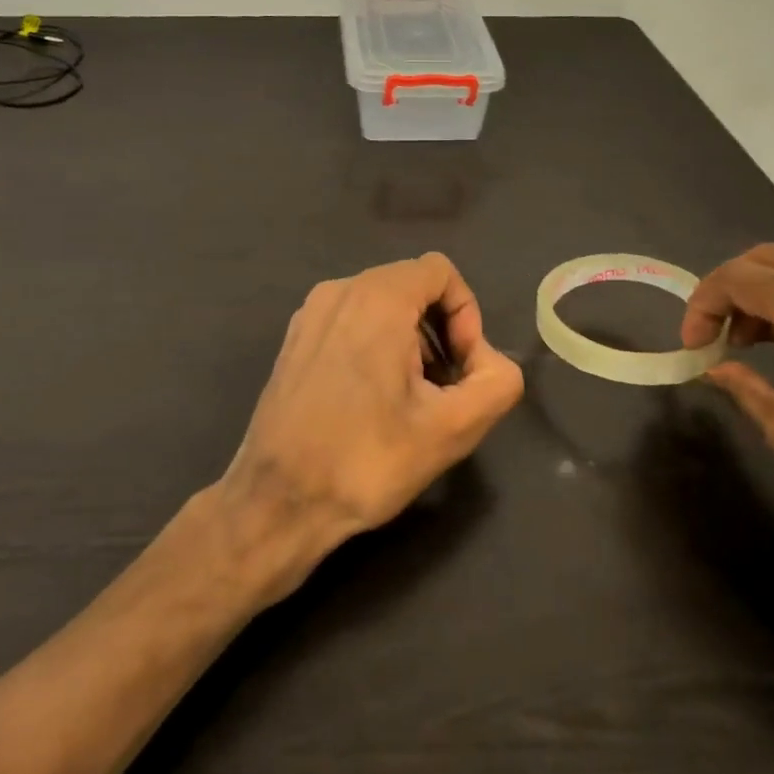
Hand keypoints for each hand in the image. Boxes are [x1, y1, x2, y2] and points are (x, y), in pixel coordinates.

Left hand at [215, 253, 523, 595]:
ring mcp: (310, 314)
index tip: (462, 367)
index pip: (441, 272)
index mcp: (377, 297)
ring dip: (410, 342)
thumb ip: (496, 382)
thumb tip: (489, 362)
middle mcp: (339, 290)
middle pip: (412, 287)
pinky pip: (351, 322)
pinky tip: (372, 402)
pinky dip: (375, 346)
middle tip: (443, 389)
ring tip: (409, 401)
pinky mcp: (294, 340)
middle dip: (440, 331)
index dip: (466, 313)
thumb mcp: (452, 428)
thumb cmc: (366, 460)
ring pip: (381, 305)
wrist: (277, 502)